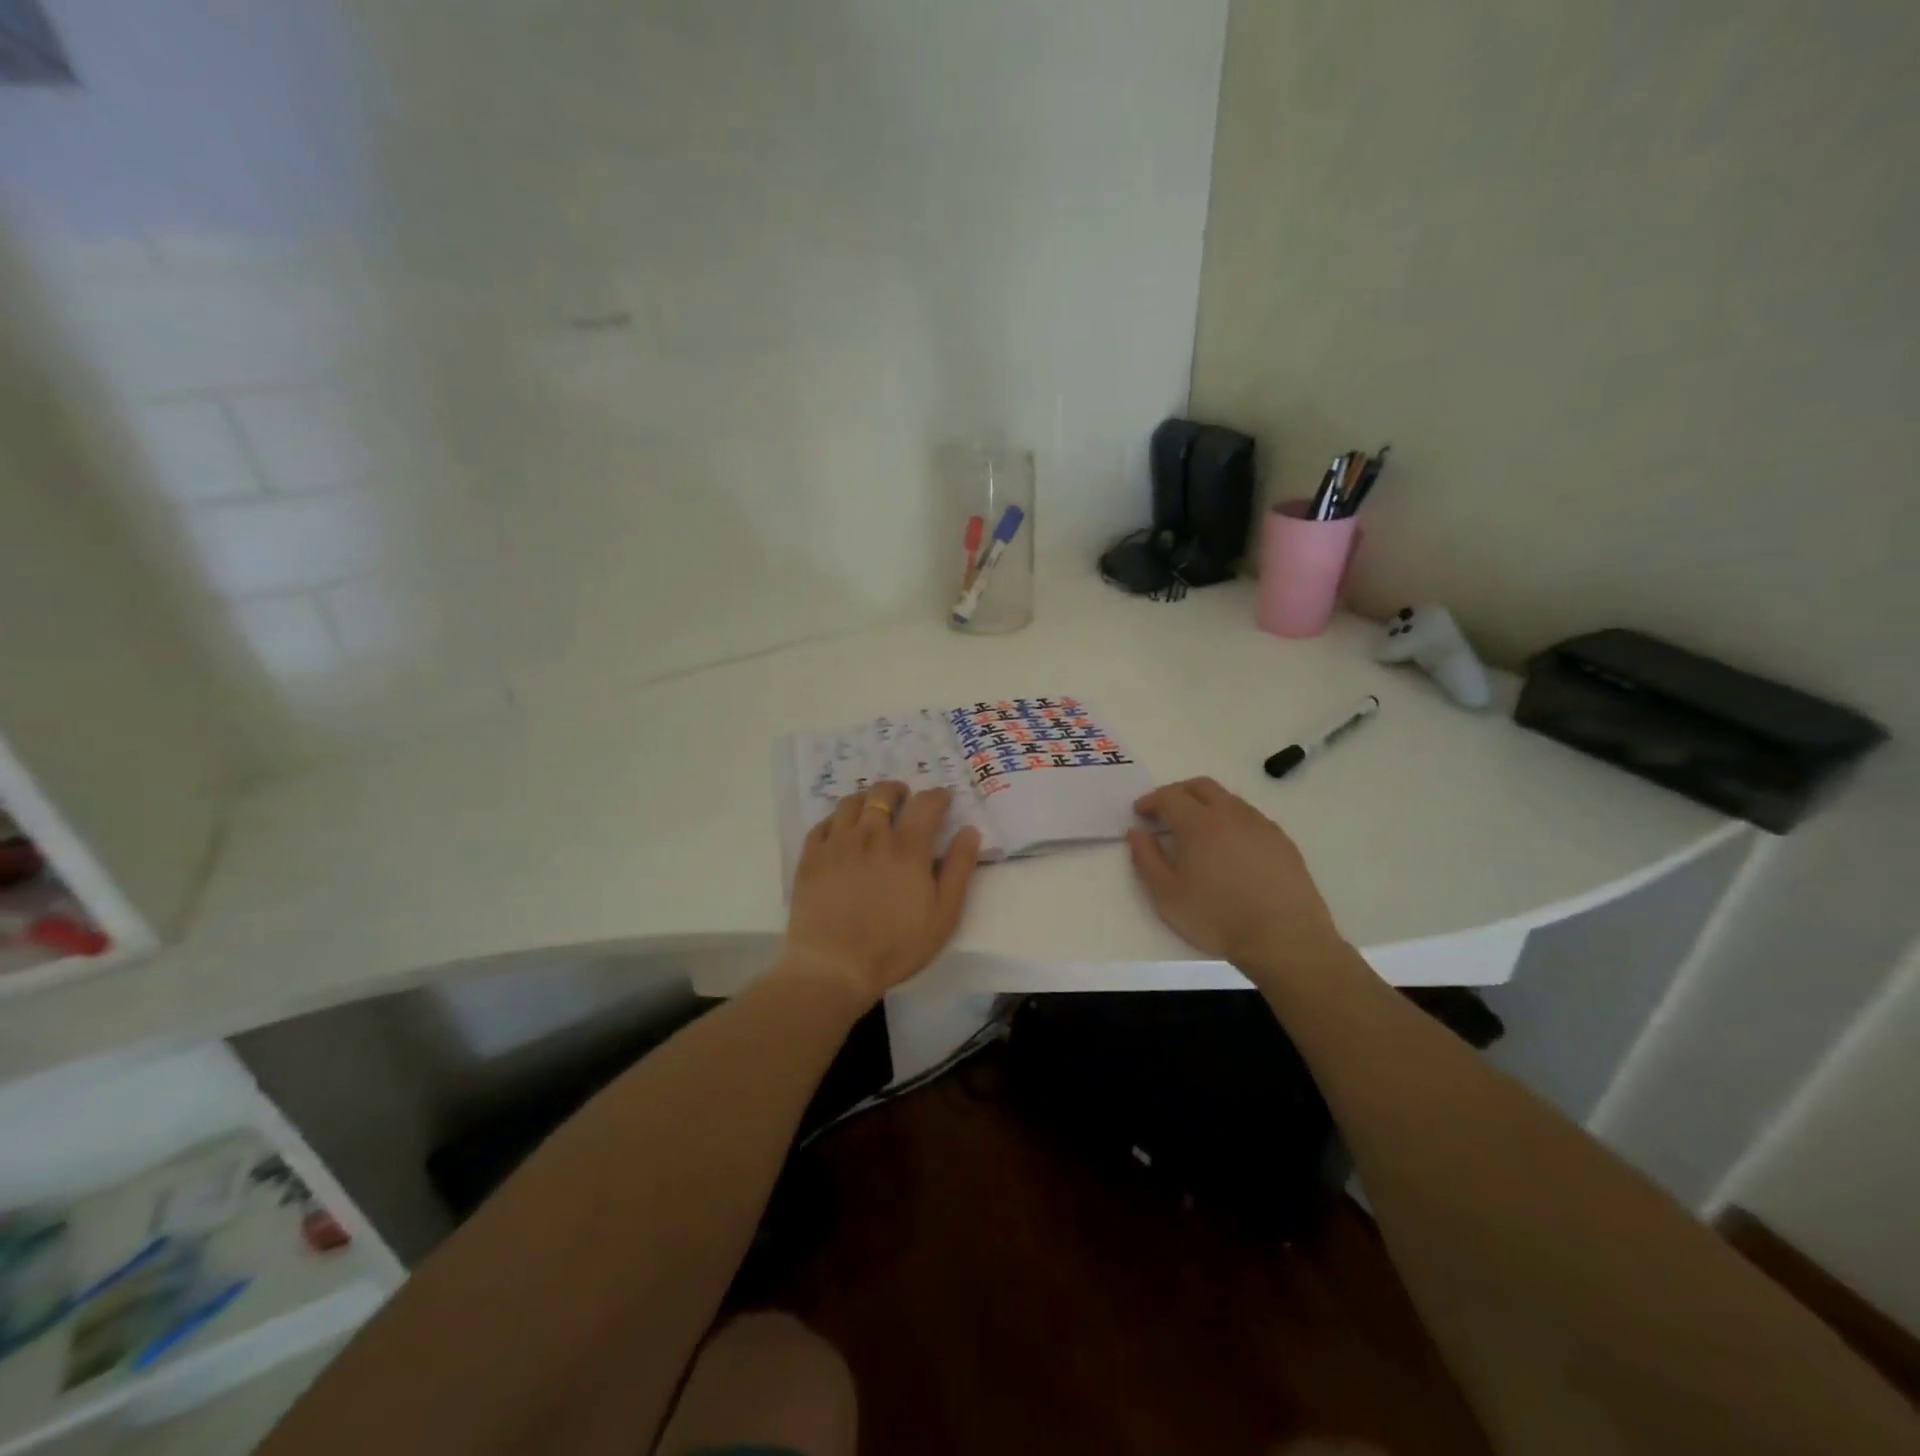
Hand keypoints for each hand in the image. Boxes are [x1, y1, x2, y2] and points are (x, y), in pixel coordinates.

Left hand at [778, 781, 981, 1005]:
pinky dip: (836, 820)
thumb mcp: (943, 914)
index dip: (937, 796)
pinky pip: (823, 824)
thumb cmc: (896, 945)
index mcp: (908, 848)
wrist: (834, 966)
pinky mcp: (811, 857)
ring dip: (866, 798)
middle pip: (883, 793)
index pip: (926, 803)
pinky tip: (840, 831)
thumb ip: (958, 869)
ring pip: (851, 802)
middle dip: (898, 790)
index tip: (943, 799)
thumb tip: (969, 831)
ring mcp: (837, 843)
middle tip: (904, 798)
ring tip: (871, 808)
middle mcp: (872, 835)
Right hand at [1127, 777, 1345, 971]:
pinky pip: (1251, 819)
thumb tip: (1136, 832)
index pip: (1170, 796)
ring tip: (1197, 831)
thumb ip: (1146, 858)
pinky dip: (1232, 822)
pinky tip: (1231, 848)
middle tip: (1165, 812)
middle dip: (1178, 793)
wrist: (1285, 939)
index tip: (1140, 812)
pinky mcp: (1283, 842)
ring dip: (1207, 805)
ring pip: (1229, 800)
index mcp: (1199, 823)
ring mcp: (1261, 825)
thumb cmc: (1217, 917)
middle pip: (1201, 786)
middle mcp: (1231, 814)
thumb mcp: (1167, 895)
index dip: (1151, 800)